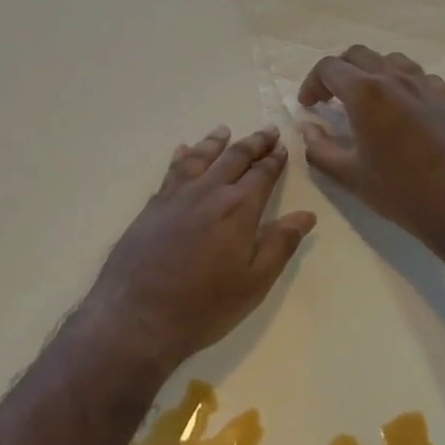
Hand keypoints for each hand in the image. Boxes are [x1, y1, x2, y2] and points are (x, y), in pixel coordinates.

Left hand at [83, 126, 315, 376]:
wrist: (138, 314)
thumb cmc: (204, 305)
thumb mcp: (254, 282)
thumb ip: (279, 244)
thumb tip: (306, 215)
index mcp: (238, 208)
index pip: (262, 174)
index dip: (274, 160)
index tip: (282, 147)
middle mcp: (208, 191)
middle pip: (233, 157)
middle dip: (253, 143)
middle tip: (266, 131)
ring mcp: (176, 195)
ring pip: (199, 157)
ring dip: (215, 142)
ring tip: (224, 131)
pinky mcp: (153, 205)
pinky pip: (172, 170)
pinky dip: (182, 156)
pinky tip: (182, 151)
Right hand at [297, 45, 444, 260]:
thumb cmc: (403, 193)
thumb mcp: (350, 176)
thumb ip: (319, 148)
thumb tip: (309, 128)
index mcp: (366, 93)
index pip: (328, 68)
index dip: (312, 83)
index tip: (309, 106)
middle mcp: (396, 78)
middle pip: (358, 55)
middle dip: (338, 72)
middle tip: (331, 99)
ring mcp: (427, 85)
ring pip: (391, 60)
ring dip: (371, 73)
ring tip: (366, 100)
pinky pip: (420, 77)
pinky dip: (402, 84)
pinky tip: (402, 111)